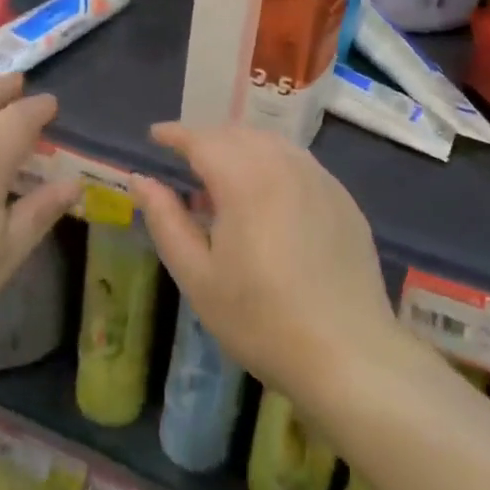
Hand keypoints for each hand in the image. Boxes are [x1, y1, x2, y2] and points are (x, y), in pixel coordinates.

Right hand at [129, 123, 398, 401]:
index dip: (175, 134)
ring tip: (225, 177)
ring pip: (272, 143)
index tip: (155, 135)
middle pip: (237, 134)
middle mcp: (284, 165)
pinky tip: (269, 196)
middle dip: (208, 140)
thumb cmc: (260, 319)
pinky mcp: (343, 199)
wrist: (348, 355)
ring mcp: (320, 179)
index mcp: (244, 179)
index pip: (201, 139)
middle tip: (186, 163)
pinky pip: (299, 163)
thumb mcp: (198, 277)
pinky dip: (274, 163)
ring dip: (242, 148)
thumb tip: (141, 180)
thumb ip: (166, 220)